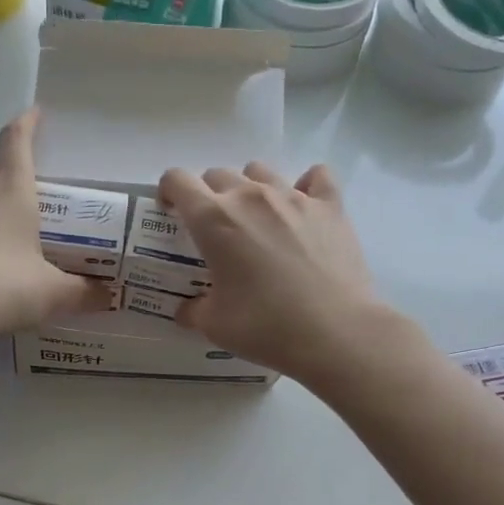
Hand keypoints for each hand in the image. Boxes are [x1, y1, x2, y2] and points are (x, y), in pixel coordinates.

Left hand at [0, 109, 110, 344]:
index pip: (16, 140)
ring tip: (26, 227)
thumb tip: (109, 296)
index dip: (28, 123)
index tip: (37, 113)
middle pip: (0, 169)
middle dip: (21, 171)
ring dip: (2, 204)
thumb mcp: (53, 293)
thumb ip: (85, 293)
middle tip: (47, 190)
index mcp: (11, 191)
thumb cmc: (1, 287)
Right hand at [158, 162, 388, 382]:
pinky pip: (315, 178)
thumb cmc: (264, 327)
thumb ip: (193, 310)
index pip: (178, 180)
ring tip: (258, 220)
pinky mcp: (330, 206)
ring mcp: (293, 196)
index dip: (169, 191)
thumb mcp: (214, 325)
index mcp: (213, 219)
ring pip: (260, 171)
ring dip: (251, 188)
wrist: (334, 332)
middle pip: (218, 175)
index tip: (171, 211)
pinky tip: (304, 209)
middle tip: (215, 230)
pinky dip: (306, 187)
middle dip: (209, 196)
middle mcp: (250, 196)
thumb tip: (186, 309)